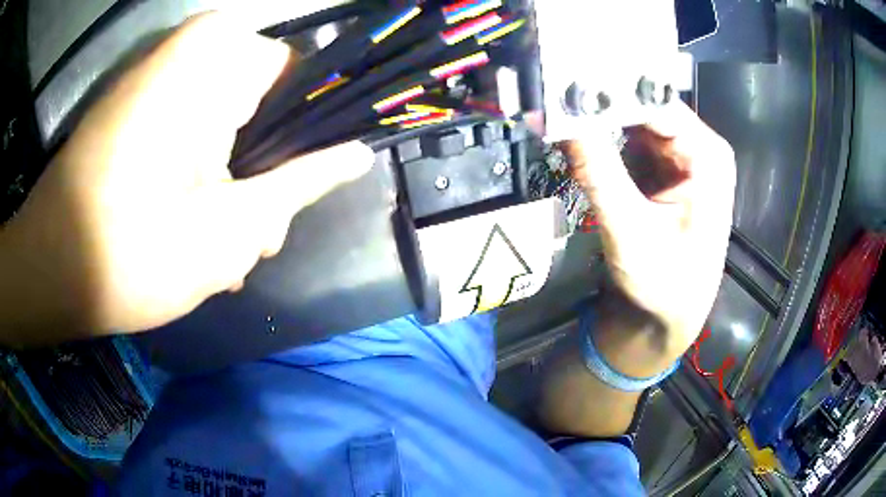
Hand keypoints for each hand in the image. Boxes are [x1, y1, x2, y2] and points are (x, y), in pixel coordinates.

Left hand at [0, 14, 372, 344]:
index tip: (303, 191)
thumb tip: (359, 153)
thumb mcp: (232, 227)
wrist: (48, 270)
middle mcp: (189, 53)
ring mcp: (157, 79)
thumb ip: (303, 181)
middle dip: (265, 172)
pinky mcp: (136, 109)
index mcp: (218, 60)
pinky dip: (198, 178)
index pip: (302, 77)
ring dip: (231, 185)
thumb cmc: (133, 252)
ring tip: (222, 248)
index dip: (311, 135)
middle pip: (261, 105)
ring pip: (225, 123)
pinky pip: (189, 129)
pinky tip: (191, 230)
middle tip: (256, 237)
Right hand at [564, 102, 735, 365]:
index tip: (564, 85)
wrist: (666, 316)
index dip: (610, 92)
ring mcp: (679, 155)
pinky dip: (601, 137)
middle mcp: (697, 146)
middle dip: (600, 103)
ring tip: (558, 112)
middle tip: (553, 97)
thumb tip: (560, 119)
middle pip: (643, 106)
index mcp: (707, 156)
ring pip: (632, 120)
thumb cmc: (664, 285)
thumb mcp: (630, 232)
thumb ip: (598, 173)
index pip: (655, 103)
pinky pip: (627, 138)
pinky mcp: (662, 167)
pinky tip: (577, 134)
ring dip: (597, 119)